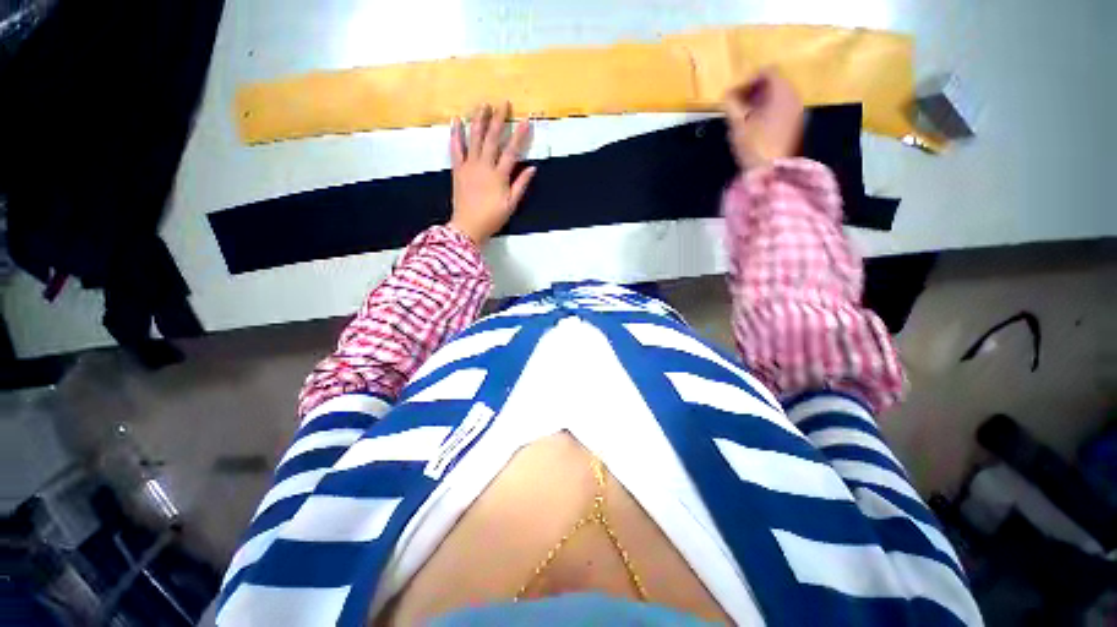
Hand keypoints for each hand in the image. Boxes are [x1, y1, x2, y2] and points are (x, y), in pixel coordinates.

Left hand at [448, 102, 535, 244]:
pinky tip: (456, 120)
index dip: (520, 135)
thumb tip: (532, 168)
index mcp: (499, 175)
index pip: (512, 151)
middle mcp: (484, 166)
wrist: (468, 226)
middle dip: (498, 119)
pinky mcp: (457, 169)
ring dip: (479, 120)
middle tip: (503, 103)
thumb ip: (521, 185)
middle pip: (492, 139)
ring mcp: (469, 166)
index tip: (526, 120)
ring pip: (474, 138)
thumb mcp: (511, 204)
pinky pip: (456, 148)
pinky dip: (456, 134)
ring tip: (483, 105)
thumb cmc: (492, 218)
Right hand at [724, 69, 804, 170]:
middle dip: (753, 91)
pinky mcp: (795, 125)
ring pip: (777, 97)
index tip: (732, 95)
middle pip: (773, 83)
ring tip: (743, 118)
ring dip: (759, 102)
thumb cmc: (755, 146)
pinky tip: (754, 127)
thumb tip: (725, 96)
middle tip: (735, 106)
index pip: (767, 72)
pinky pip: (781, 109)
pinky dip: (767, 111)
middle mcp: (793, 96)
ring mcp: (796, 111)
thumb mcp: (738, 125)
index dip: (747, 80)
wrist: (773, 172)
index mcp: (781, 92)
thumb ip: (731, 106)